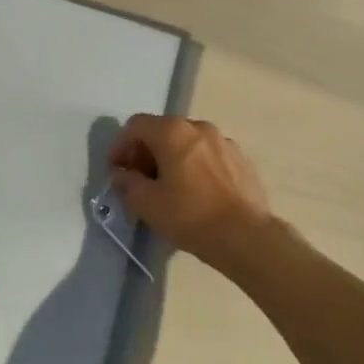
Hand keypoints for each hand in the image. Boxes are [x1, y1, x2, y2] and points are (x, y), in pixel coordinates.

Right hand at [109, 114, 274, 266]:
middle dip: (145, 152)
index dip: (120, 145)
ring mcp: (224, 142)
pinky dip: (195, 165)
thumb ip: (127, 183)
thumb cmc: (190, 215)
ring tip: (168, 186)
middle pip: (163, 130)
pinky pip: (209, 155)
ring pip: (188, 142)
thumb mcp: (146, 203)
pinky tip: (195, 192)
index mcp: (172, 132)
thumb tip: (122, 175)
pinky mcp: (242, 160)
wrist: (247, 237)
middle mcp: (199, 127)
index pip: (136, 125)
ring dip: (171, 158)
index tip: (116, 170)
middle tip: (139, 179)